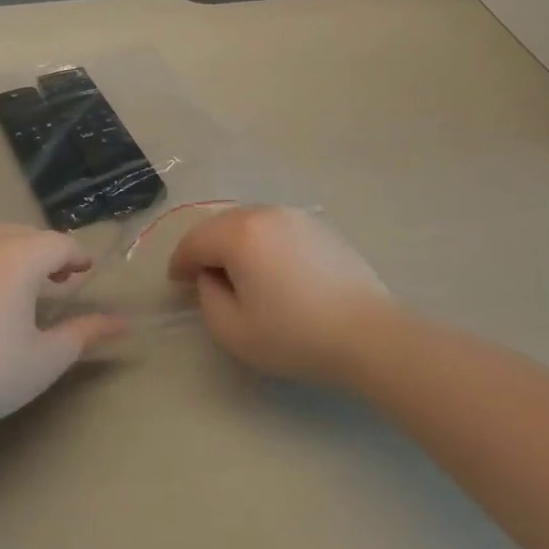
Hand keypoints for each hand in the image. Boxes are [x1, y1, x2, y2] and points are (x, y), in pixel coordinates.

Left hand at [0, 221, 127, 434]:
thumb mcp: (45, 358)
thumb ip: (85, 333)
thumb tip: (122, 323)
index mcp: (17, 255)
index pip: (58, 243)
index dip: (76, 256)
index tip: (83, 273)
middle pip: (21, 234)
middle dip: (42, 252)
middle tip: (52, 281)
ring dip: (2, 249)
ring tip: (6, 281)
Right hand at [168, 206, 394, 387]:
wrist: (370, 335)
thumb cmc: (296, 335)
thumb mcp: (234, 330)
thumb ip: (207, 297)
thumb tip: (211, 276)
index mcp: (239, 233)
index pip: (195, 241)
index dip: (180, 263)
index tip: (177, 283)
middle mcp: (264, 213)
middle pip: (220, 226)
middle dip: (206, 249)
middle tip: (203, 278)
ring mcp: (295, 216)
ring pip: (249, 223)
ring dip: (235, 244)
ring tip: (238, 273)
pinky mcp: (320, 226)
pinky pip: (276, 228)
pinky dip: (263, 243)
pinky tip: (273, 270)